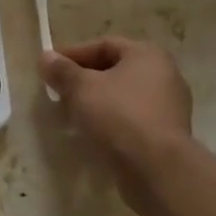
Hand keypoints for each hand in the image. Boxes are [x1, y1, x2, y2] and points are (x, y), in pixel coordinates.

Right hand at [41, 38, 194, 207]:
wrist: (158, 171)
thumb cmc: (119, 115)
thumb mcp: (81, 88)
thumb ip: (62, 70)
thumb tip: (46, 58)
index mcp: (148, 54)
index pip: (104, 45)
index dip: (74, 54)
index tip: (50, 67)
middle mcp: (165, 75)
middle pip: (115, 71)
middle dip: (84, 80)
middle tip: (59, 91)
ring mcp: (170, 108)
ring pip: (123, 97)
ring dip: (97, 102)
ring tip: (71, 114)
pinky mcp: (168, 136)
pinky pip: (133, 120)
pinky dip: (112, 122)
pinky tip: (92, 134)